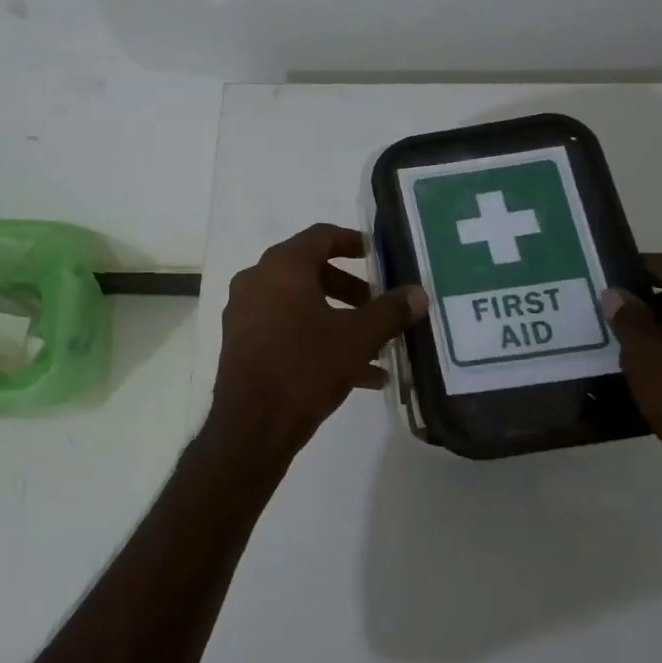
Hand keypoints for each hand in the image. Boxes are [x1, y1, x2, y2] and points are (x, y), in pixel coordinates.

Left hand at [208, 224, 426, 467]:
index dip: (352, 241)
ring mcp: (245, 314)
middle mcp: (257, 281)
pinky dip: (318, 341)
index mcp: (282, 267)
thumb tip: (418, 294)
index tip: (378, 255)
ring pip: (300, 305)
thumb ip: (390, 312)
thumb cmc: (305, 367)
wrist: (252, 425)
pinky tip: (358, 375)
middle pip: (310, 272)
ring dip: (338, 320)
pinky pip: (286, 330)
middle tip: (379, 306)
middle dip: (350, 289)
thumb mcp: (357, 338)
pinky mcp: (243, 344)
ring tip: (376, 347)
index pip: (320, 236)